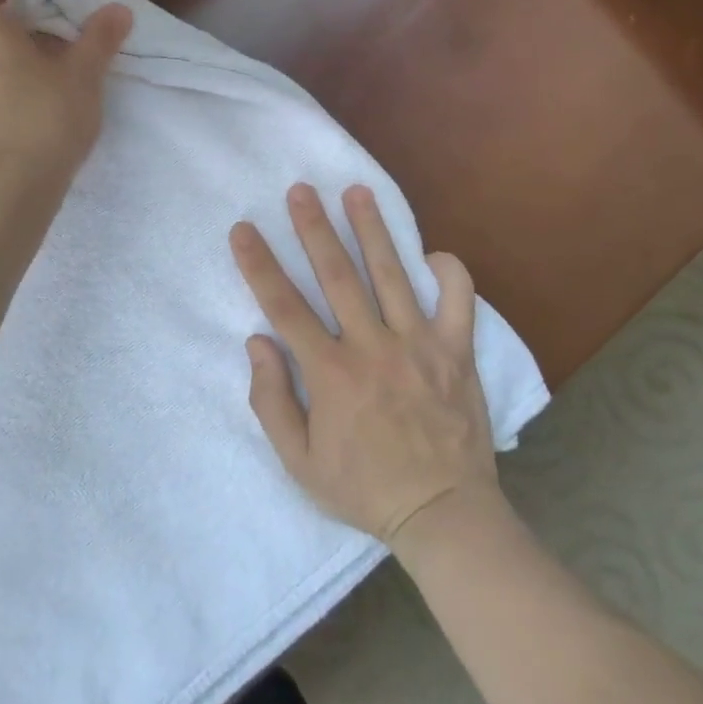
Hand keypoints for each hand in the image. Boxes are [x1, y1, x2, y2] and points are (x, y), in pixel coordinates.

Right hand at [229, 183, 499, 544]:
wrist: (444, 513)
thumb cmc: (365, 488)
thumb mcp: (300, 462)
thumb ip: (272, 402)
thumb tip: (257, 342)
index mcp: (331, 374)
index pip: (284, 307)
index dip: (259, 265)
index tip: (243, 230)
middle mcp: (373, 348)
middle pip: (337, 275)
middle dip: (314, 227)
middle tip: (301, 190)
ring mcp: (420, 345)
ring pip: (391, 274)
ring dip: (372, 229)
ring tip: (357, 192)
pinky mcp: (458, 351)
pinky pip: (459, 300)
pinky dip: (449, 272)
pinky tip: (431, 253)